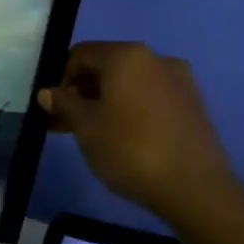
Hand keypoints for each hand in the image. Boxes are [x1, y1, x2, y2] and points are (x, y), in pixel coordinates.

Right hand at [39, 42, 235, 220]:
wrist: (196, 189)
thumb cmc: (130, 149)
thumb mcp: (85, 126)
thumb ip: (63, 104)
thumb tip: (48, 93)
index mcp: (127, 56)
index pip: (81, 54)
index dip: (60, 78)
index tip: (52, 106)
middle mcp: (156, 59)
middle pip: (106, 67)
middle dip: (82, 91)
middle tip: (64, 121)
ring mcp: (179, 81)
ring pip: (128, 84)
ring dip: (103, 102)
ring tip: (88, 132)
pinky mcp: (192, 105)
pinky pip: (149, 97)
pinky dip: (128, 109)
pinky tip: (119, 136)